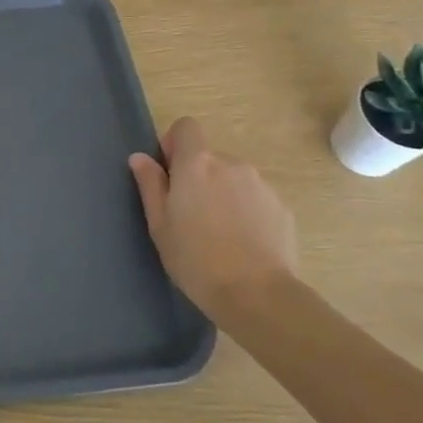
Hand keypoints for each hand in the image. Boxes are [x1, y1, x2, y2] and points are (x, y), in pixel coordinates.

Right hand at [129, 119, 297, 319]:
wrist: (258, 295)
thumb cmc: (196, 259)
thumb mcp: (160, 225)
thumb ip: (150, 185)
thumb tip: (140, 157)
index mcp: (196, 165)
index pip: (186, 127)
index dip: (175, 144)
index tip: (170, 175)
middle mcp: (231, 164)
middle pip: (209, 159)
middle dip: (199, 178)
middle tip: (191, 217)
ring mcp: (261, 185)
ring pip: (234, 180)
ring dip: (224, 195)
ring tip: (220, 235)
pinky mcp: (282, 207)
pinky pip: (256, 200)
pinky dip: (247, 212)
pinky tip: (244, 244)